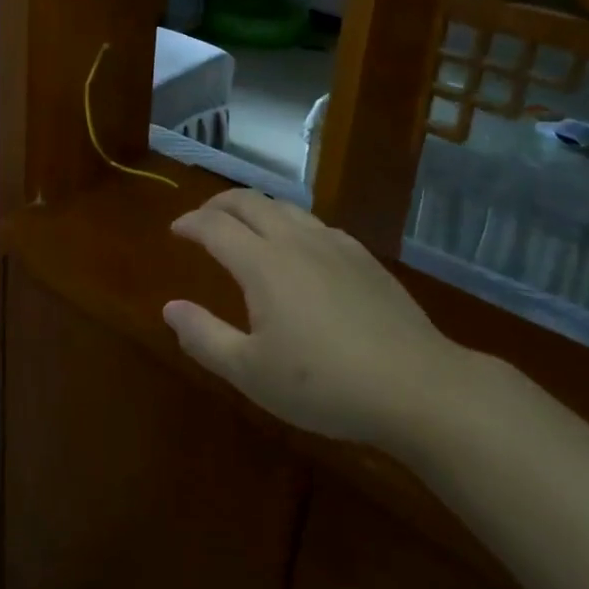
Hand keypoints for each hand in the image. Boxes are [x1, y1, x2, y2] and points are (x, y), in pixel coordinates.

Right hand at [164, 189, 477, 459]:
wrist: (418, 387)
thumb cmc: (326, 384)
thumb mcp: (251, 373)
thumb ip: (204, 337)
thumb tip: (169, 308)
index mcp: (262, 263)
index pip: (214, 226)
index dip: (190, 223)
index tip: (175, 230)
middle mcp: (295, 240)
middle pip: (248, 202)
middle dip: (218, 204)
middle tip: (202, 219)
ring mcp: (334, 244)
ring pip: (284, 207)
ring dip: (254, 208)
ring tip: (244, 226)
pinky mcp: (363, 257)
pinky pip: (315, 223)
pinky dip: (290, 223)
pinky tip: (298, 247)